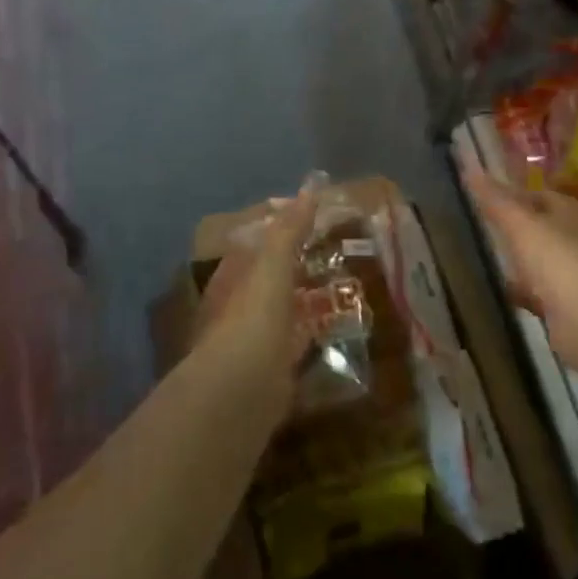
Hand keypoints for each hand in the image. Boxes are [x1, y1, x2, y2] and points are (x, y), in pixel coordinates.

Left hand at [195, 187, 317, 391]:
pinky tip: (337, 331)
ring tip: (345, 288)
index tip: (317, 218)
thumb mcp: (273, 265)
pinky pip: (296, 343)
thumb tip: (310, 187)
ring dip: (307, 299)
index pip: (256, 242)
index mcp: (232, 275)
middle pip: (270, 276)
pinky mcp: (271, 369)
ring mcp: (252, 338)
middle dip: (298, 265)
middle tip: (337, 252)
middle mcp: (238, 304)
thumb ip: (290, 229)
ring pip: (284, 309)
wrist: (240, 391)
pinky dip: (313, 335)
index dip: (283, 228)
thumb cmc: (253, 318)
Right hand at [462, 169, 577, 371]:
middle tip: (487, 228)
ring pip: (544, 262)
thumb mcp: (519, 224)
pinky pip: (542, 293)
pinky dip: (526, 292)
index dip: (517, 194)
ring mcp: (576, 275)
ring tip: (492, 259)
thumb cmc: (556, 260)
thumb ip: (495, 199)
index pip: (543, 196)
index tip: (489, 198)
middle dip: (521, 229)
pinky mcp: (570, 308)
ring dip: (524, 261)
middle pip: (545, 229)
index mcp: (571, 213)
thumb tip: (469, 167)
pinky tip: (507, 294)